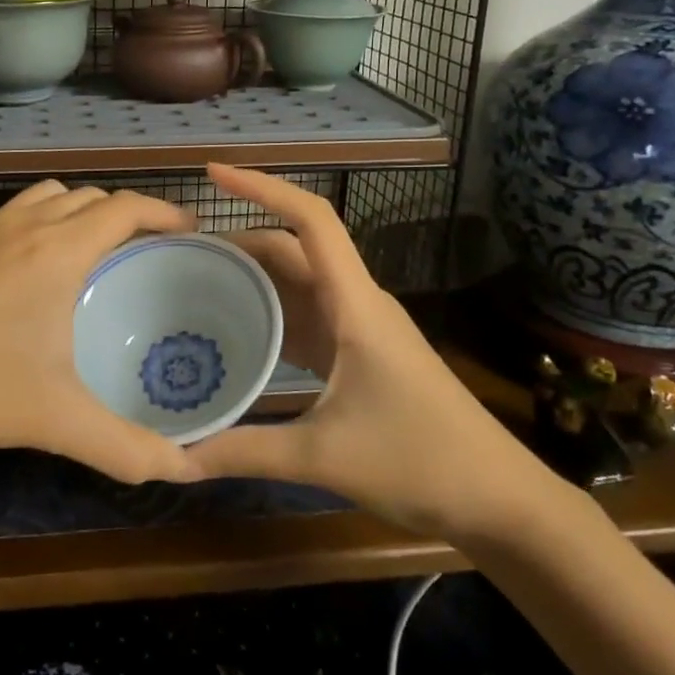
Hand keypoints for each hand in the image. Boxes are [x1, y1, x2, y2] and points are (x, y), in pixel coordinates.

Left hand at [0, 180, 200, 485]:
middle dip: (128, 214)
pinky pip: (16, 211)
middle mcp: (26, 224)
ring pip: (50, 196)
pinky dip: (43, 221)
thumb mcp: (55, 421)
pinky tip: (32, 269)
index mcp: (59, 250)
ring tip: (94, 252)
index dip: (164, 212)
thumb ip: (126, 448)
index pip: (126, 207)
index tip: (189, 234)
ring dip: (81, 212)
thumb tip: (187, 468)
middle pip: (91, 197)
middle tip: (147, 253)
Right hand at [194, 166, 559, 542]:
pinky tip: (234, 331)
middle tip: (181, 252)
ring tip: (195, 283)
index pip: (310, 221)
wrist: (498, 500)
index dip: (262, 188)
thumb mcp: (324, 456)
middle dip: (239, 241)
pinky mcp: (357, 355)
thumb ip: (245, 451)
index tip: (213, 174)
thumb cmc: (420, 461)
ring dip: (252, 277)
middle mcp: (356, 303)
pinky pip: (304, 318)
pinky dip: (268, 315)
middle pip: (293, 249)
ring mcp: (358, 329)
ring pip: (297, 283)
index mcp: (355, 304)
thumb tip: (176, 458)